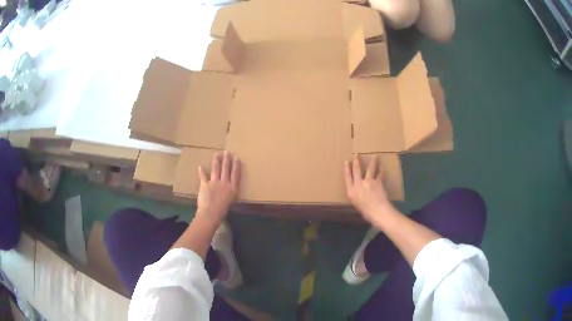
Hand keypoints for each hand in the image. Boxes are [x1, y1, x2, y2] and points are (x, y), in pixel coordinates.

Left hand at [196, 151, 240, 224]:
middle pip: (226, 169)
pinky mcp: (205, 184)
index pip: (235, 174)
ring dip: (216, 161)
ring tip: (216, 154)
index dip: (236, 166)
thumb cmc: (222, 211)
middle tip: (227, 152)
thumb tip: (226, 190)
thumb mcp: (230, 202)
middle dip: (226, 159)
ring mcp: (214, 183)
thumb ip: (229, 194)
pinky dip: (201, 172)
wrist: (211, 213)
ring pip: (216, 169)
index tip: (236, 158)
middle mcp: (224, 183)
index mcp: (232, 188)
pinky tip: (200, 167)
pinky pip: (203, 176)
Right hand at [344, 154, 393, 223]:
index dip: (347, 169)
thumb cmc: (365, 212)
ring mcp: (368, 181)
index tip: (347, 162)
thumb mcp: (356, 204)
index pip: (347, 177)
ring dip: (372, 161)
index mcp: (351, 191)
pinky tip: (382, 167)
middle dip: (356, 161)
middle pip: (357, 170)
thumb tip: (359, 192)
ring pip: (369, 169)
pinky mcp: (378, 182)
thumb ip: (356, 196)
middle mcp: (358, 184)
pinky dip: (381, 171)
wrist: (377, 211)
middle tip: (357, 154)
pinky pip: (379, 174)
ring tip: (374, 156)